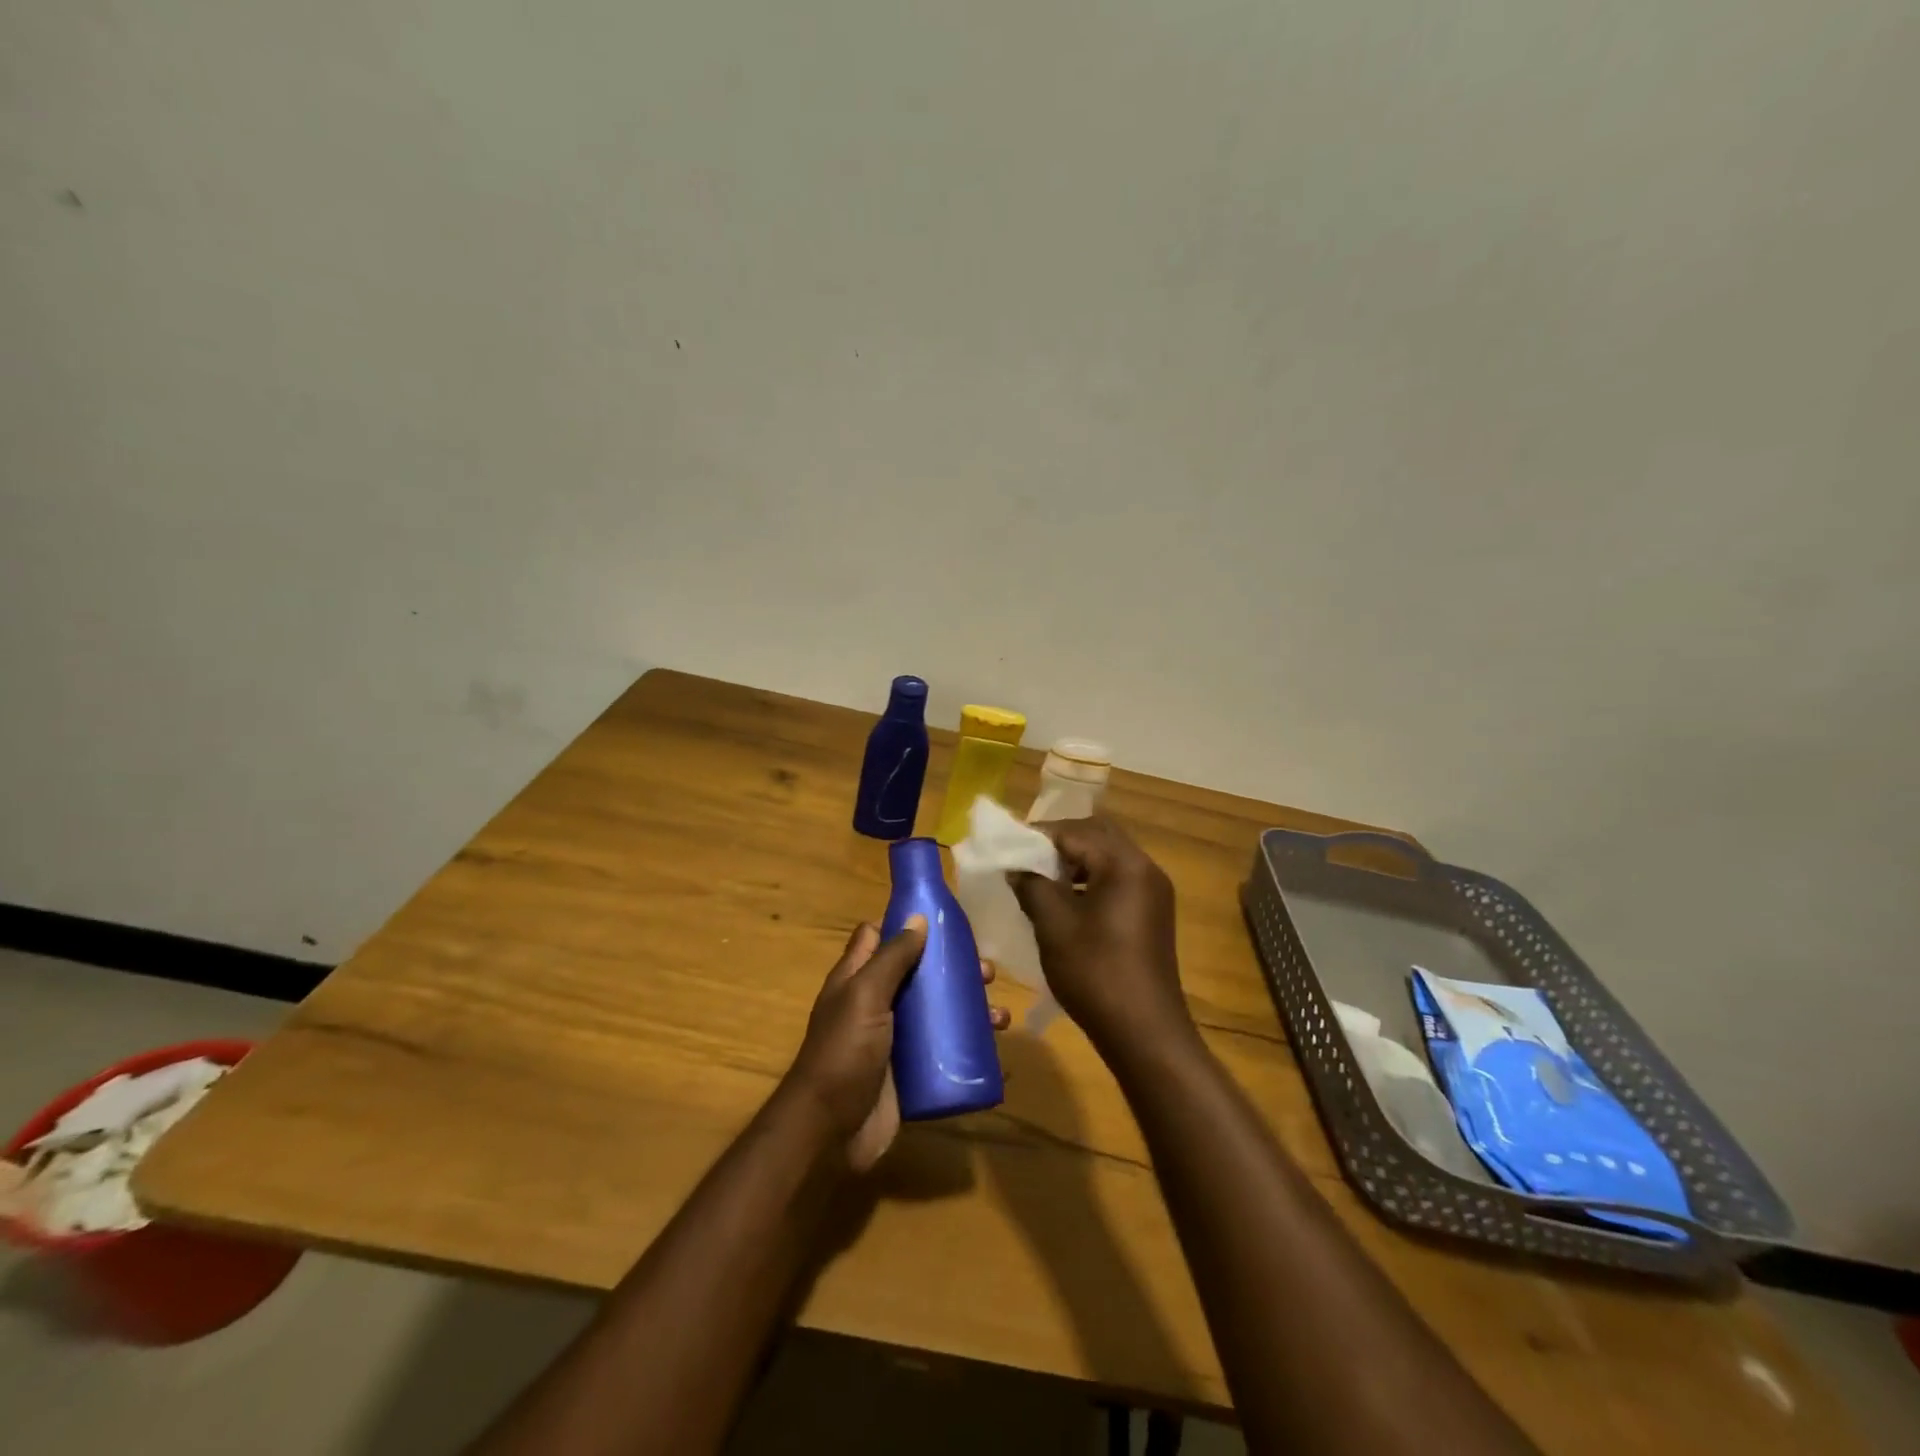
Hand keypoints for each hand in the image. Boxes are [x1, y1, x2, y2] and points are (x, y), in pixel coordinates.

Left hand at [781, 918, 1007, 1172]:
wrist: (830, 1132)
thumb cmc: (844, 1052)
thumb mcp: (865, 995)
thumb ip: (891, 958)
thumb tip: (918, 918)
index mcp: (857, 978)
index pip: (878, 937)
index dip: (904, 924)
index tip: (943, 920)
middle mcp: (876, 1004)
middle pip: (918, 973)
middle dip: (953, 969)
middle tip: (987, 973)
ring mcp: (895, 1039)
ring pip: (937, 1012)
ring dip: (969, 1009)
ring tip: (999, 1016)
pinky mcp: (911, 1072)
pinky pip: (944, 1051)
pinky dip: (969, 1046)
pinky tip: (995, 1049)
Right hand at [1009, 816, 1192, 1055]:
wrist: (1145, 1032)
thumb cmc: (1095, 973)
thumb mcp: (1053, 925)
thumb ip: (1032, 885)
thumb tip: (1016, 867)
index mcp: (1125, 864)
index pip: (1075, 831)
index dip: (1038, 835)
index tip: (1007, 846)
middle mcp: (1145, 868)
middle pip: (1097, 835)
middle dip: (1059, 843)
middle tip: (1025, 859)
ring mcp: (1153, 892)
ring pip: (1109, 857)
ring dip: (1075, 861)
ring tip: (1040, 880)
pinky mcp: (1153, 913)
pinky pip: (1118, 880)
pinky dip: (1090, 880)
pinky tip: (1066, 902)